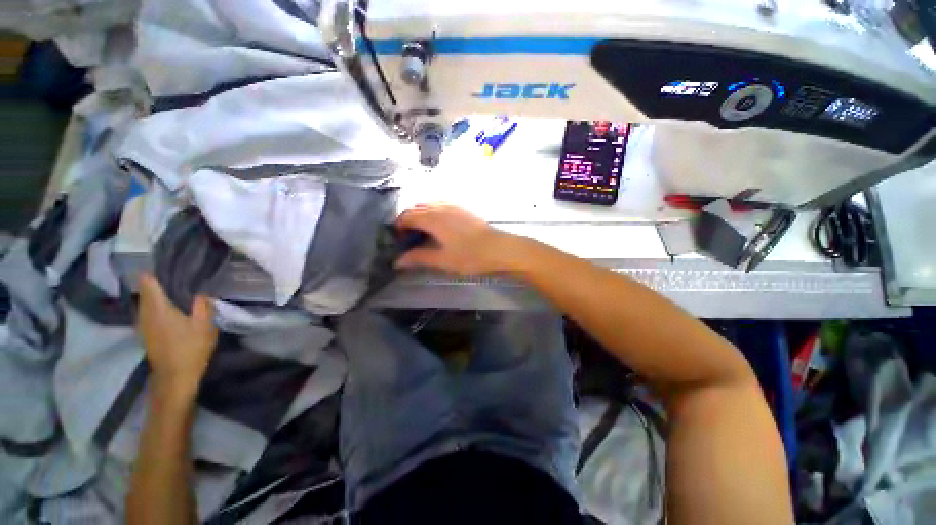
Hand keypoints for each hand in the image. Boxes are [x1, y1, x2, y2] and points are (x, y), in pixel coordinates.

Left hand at [137, 273, 217, 400]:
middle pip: (145, 291)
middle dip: (158, 283)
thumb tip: (201, 292)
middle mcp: (144, 313)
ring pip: (145, 302)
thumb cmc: (190, 349)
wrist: (175, 378)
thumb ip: (202, 305)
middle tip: (179, 277)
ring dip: (157, 296)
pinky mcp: (145, 334)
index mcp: (157, 307)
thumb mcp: (205, 325)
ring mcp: (142, 325)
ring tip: (176, 292)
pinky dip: (156, 308)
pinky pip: (147, 313)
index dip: (155, 271)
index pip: (147, 281)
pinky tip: (171, 310)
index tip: (169, 265)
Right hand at [394, 204, 518, 275]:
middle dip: (408, 219)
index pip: (407, 216)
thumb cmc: (470, 256)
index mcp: (433, 218)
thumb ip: (419, 258)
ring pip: (429, 203)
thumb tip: (397, 261)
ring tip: (422, 230)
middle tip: (408, 236)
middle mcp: (441, 206)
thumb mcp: (442, 260)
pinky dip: (432, 210)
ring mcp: (453, 205)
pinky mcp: (463, 207)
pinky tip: (438, 223)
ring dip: (420, 213)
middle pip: (417, 207)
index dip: (399, 225)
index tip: (397, 238)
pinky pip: (441, 203)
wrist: (499, 248)